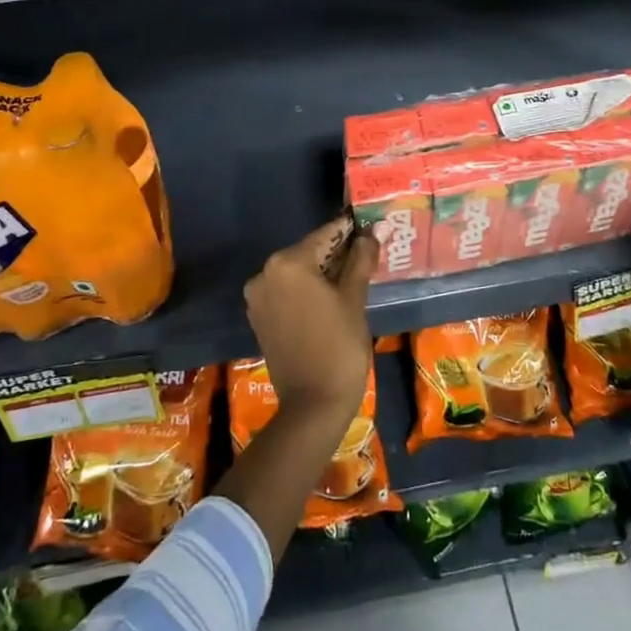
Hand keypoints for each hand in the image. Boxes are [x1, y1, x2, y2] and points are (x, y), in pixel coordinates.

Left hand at [242, 216, 375, 421]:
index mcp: (287, 263)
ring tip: (354, 276)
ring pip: (297, 272)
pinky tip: (331, 297)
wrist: (313, 404)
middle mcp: (265, 273)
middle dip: (337, 252)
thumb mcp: (354, 298)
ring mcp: (258, 296)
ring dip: (322, 271)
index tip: (370, 226)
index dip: (350, 230)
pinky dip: (307, 289)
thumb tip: (372, 231)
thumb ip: (361, 259)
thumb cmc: (339, 346)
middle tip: (367, 253)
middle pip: (309, 252)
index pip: (325, 235)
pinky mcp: (259, 316)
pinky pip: (287, 291)